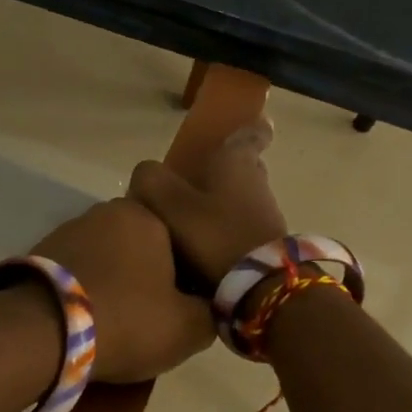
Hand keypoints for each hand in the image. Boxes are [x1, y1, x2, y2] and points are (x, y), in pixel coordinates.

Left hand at [32, 199, 214, 381]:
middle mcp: (105, 211)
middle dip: (147, 275)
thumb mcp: (188, 328)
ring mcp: (67, 229)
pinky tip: (84, 319)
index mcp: (146, 216)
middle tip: (150, 316)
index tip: (182, 307)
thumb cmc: (125, 321)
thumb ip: (211, 312)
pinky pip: (75, 271)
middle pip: (140, 245)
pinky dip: (84, 290)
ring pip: (106, 257)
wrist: (40, 333)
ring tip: (113, 322)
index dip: (186, 275)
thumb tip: (209, 306)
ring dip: (113, 282)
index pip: (180, 239)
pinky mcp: (38, 253)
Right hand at [128, 119, 285, 284]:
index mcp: (237, 161)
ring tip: (191, 218)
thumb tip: (145, 175)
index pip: (251, 134)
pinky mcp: (266, 244)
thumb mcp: (169, 203)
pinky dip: (225, 229)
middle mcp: (257, 182)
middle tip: (197, 178)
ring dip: (221, 203)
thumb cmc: (215, 234)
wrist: (260, 287)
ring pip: (241, 198)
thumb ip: (150, 180)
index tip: (255, 124)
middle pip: (244, 167)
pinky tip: (203, 245)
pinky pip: (241, 226)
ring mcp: (265, 215)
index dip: (251, 127)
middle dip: (224, 169)